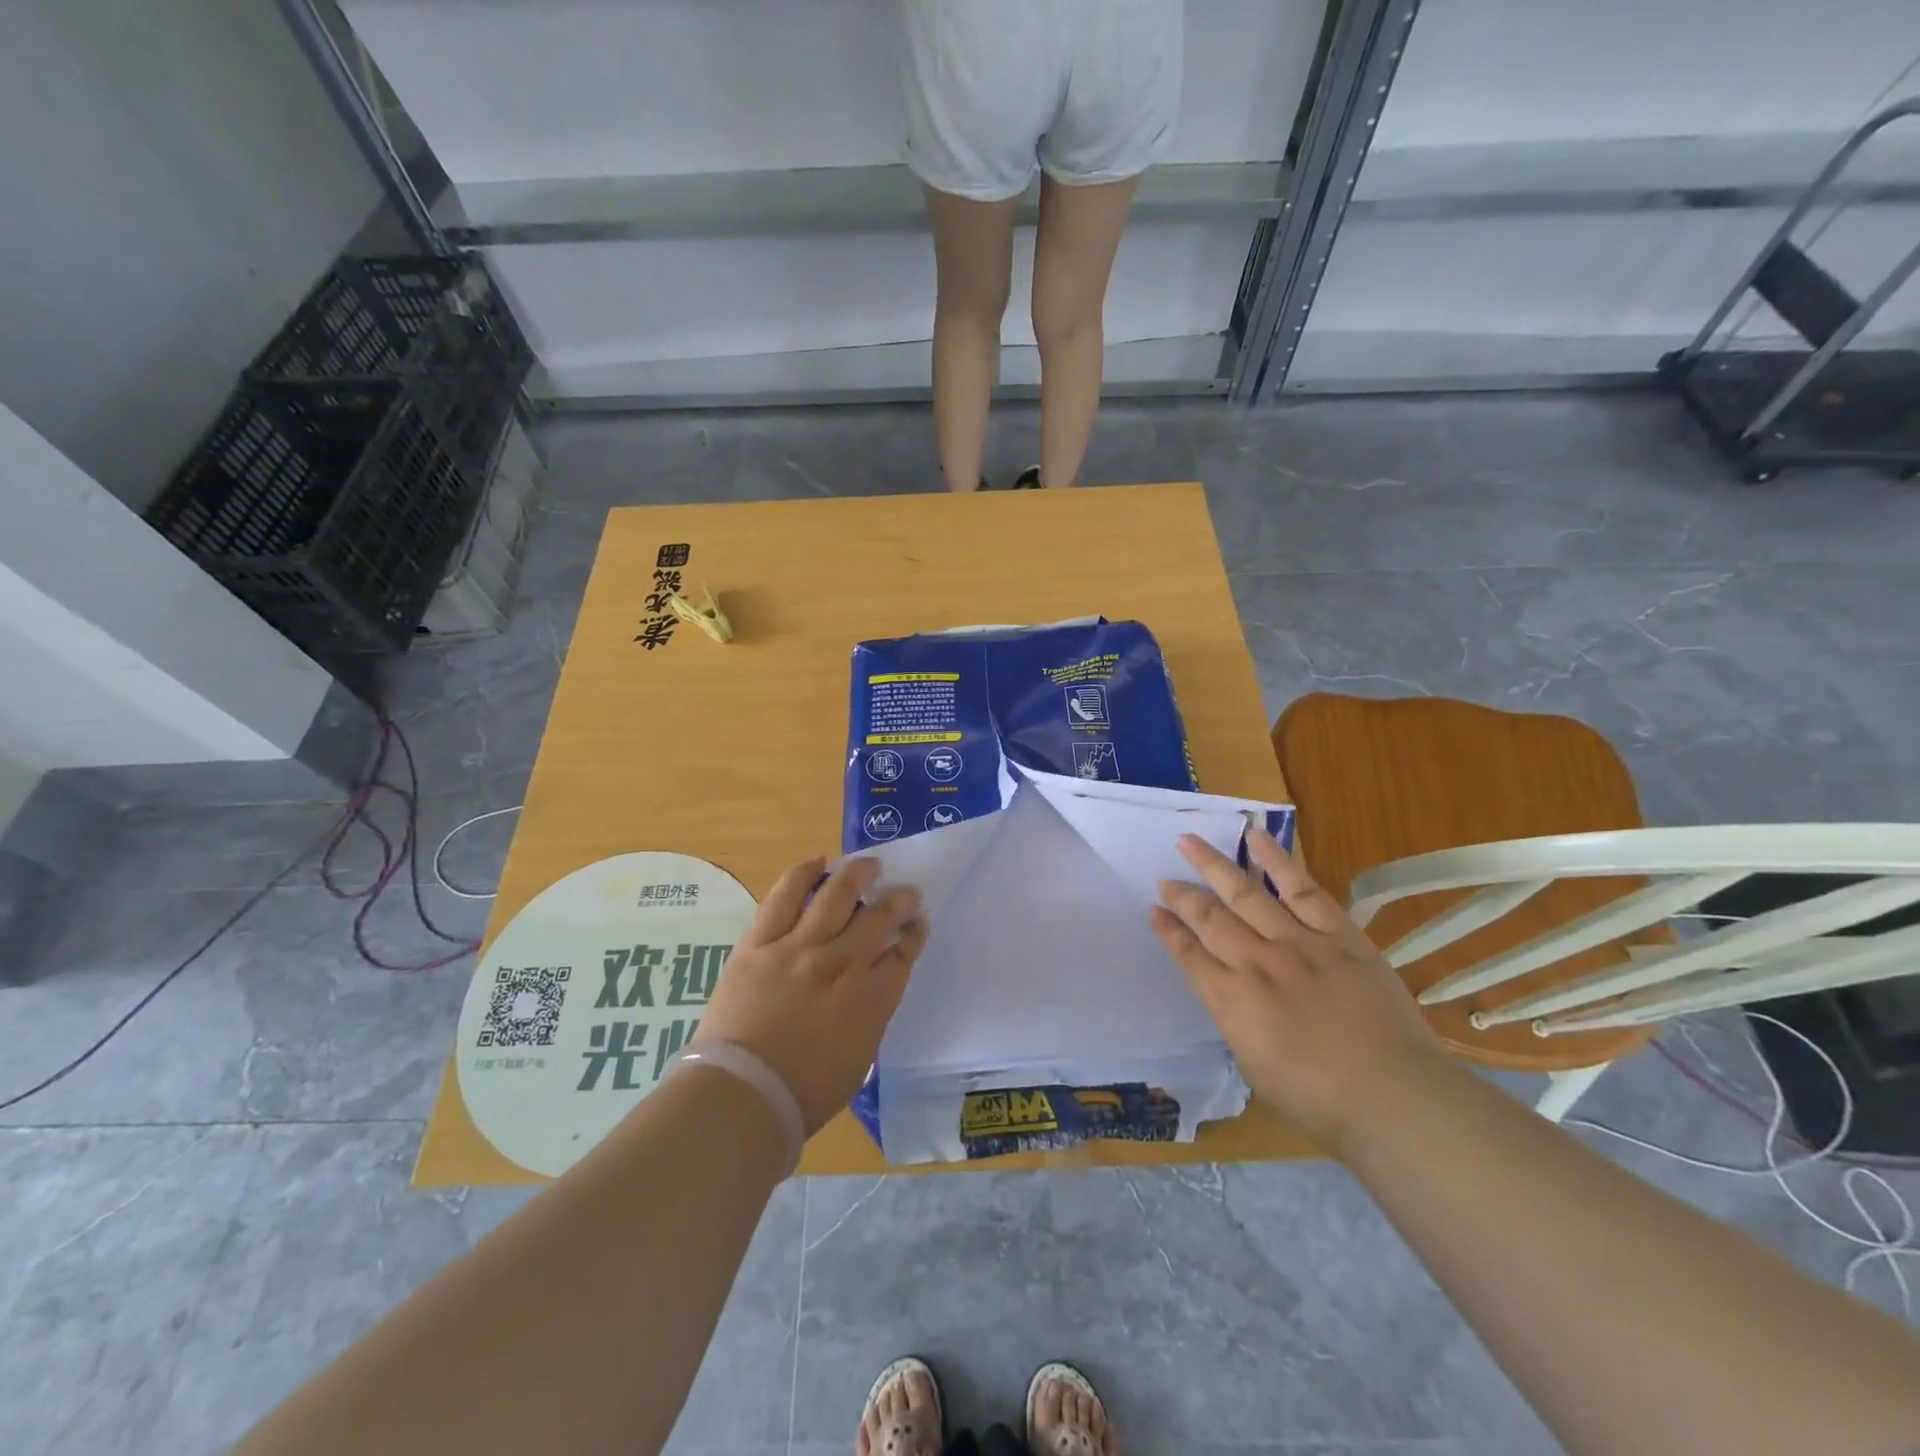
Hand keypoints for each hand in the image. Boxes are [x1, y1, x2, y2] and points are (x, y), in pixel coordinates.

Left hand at [695, 856, 926, 1135]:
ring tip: (870, 864)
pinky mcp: (760, 942)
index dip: (914, 933)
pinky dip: (803, 874)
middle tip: (905, 891)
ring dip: (858, 874)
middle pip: (878, 917)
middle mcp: (842, 962)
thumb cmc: (803, 1094)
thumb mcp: (858, 1059)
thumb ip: (870, 1016)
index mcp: (871, 997)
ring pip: (836, 895)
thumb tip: (870, 991)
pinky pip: (784, 897)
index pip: (903, 953)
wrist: (742, 1094)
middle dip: (898, 900)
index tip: (918, 923)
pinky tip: (817, 861)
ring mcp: (799, 947)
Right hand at [1150, 830, 1448, 1158]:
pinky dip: (1278, 862)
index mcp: (1231, 1001)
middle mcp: (1256, 963)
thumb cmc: (1319, 1100)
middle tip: (1165, 878)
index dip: (1168, 931)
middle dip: (1182, 896)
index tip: (1153, 911)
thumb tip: (1230, 994)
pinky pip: (1303, 890)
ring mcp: (1298, 944)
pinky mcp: (1339, 935)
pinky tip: (1256, 839)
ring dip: (1214, 866)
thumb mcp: (1254, 1066)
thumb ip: (1236, 1020)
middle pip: (1210, 918)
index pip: (1189, 955)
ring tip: (1190, 841)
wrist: (1394, 1098)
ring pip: (1246, 893)